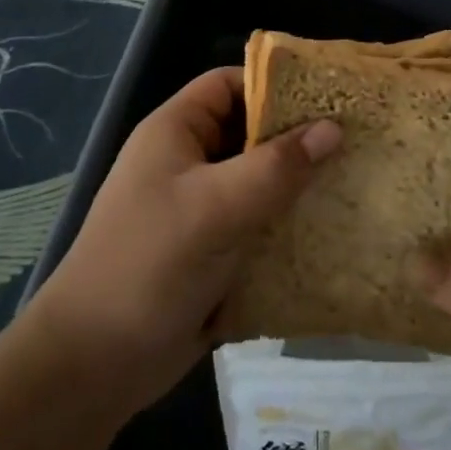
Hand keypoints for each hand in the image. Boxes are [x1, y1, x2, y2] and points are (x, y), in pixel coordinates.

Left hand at [25, 66, 340, 418]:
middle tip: (357, 138)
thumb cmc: (149, 265)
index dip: (275, 84)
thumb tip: (334, 128)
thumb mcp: (215, 207)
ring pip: (260, 181)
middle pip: (251, 133)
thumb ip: (276, 167)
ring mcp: (201, 209)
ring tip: (356, 178)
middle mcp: (189, 163)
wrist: (94, 365)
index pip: (229, 85)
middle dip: (299, 136)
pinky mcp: (214, 251)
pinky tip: (332, 227)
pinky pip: (260, 223)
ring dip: (300, 184)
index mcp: (176, 133)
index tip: (329, 95)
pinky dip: (290, 223)